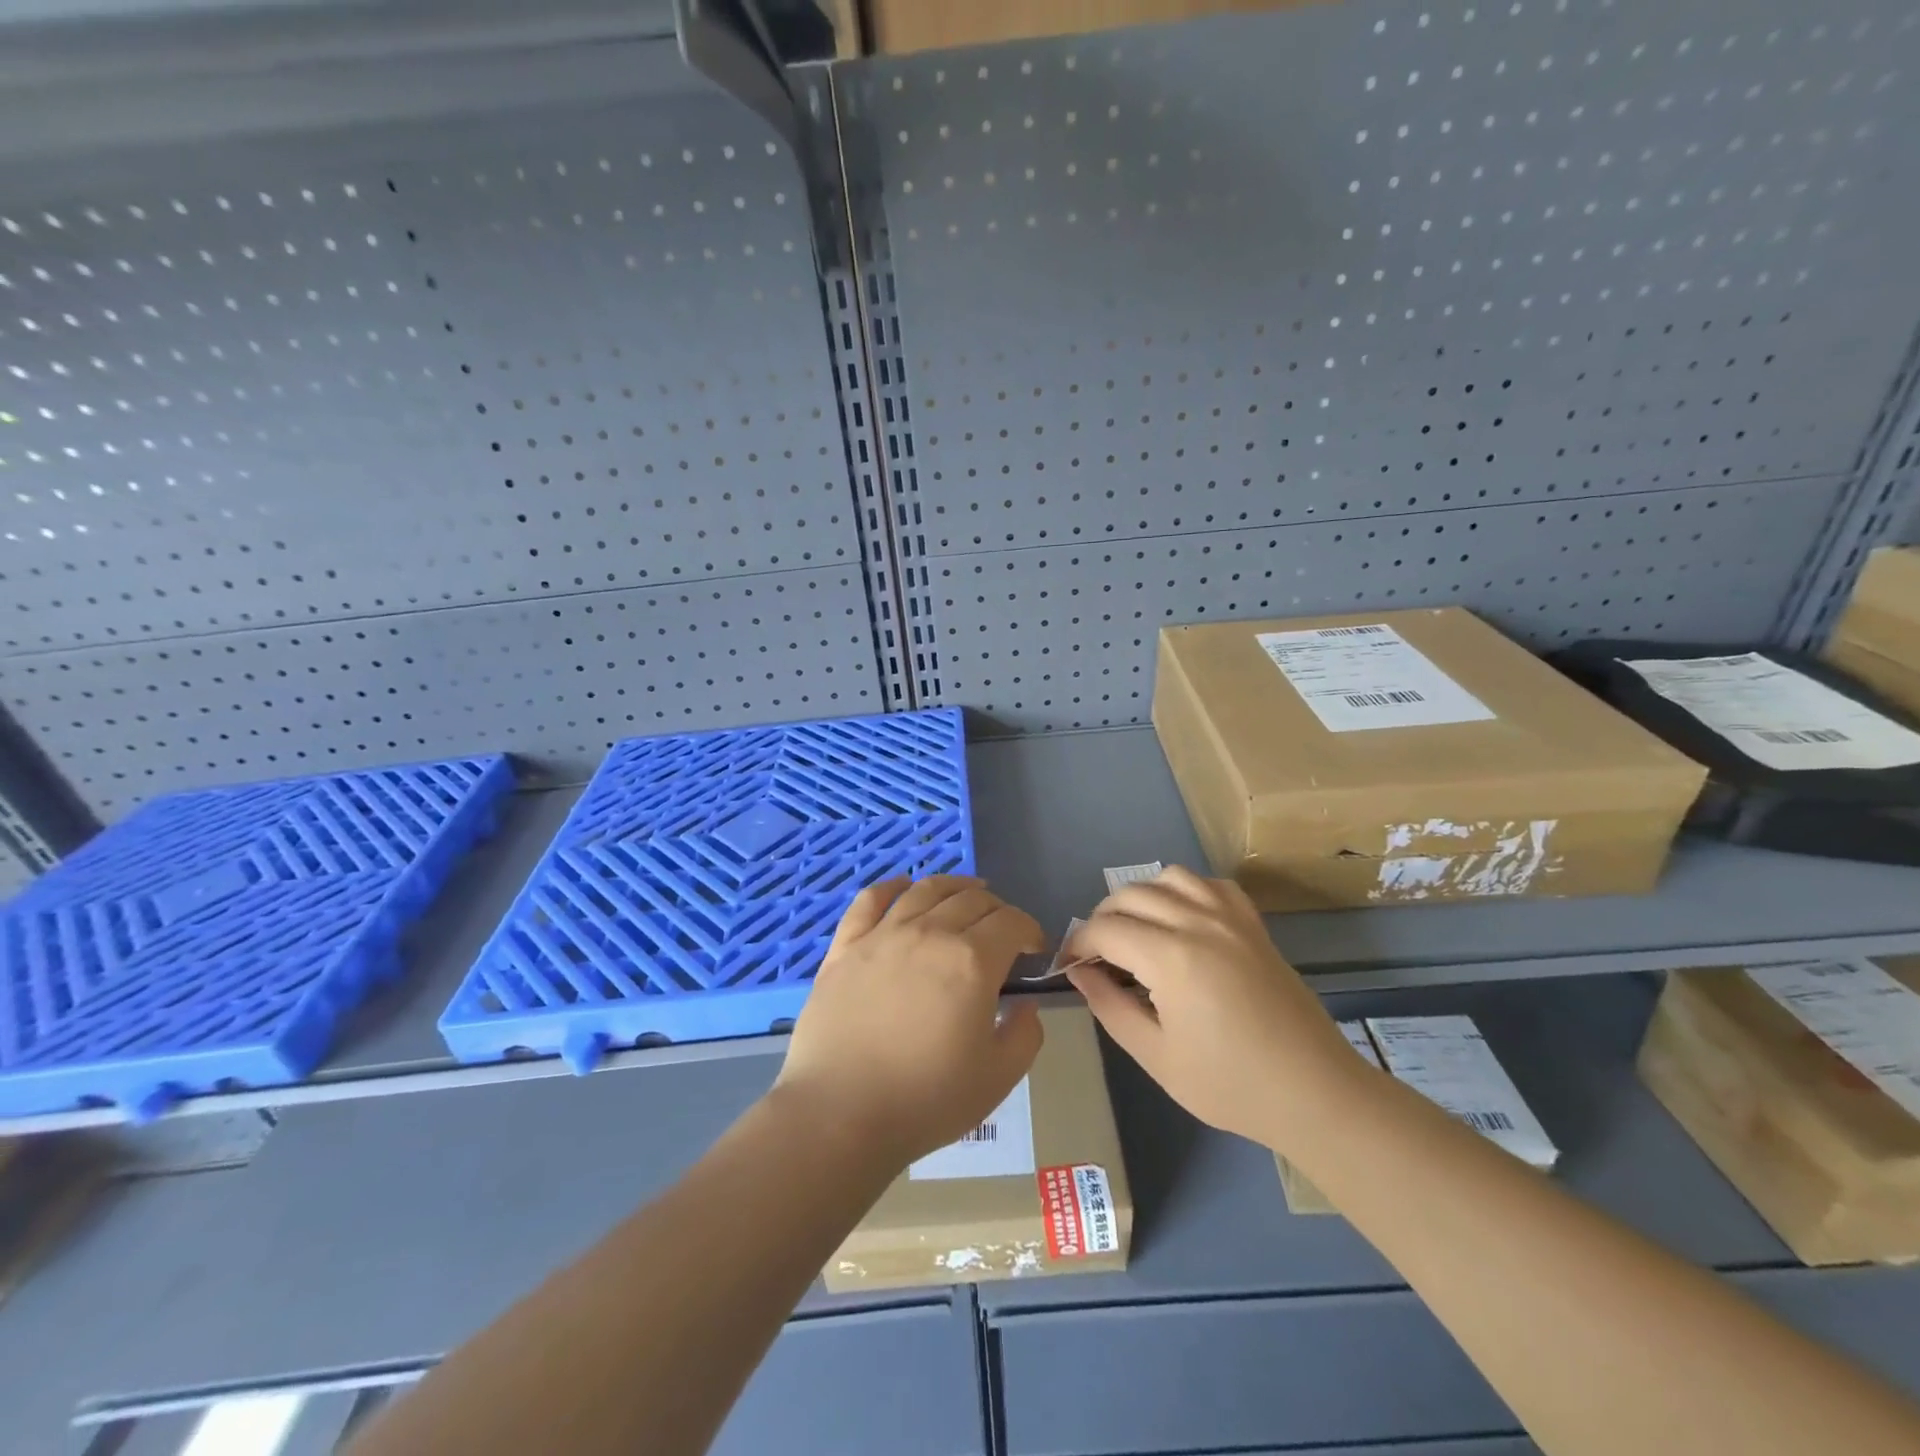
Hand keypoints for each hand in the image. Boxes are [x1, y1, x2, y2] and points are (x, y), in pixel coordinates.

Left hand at [774, 875, 1046, 1167]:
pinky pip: (871, 899)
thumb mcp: (998, 1077)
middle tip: (1003, 932)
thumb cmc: (925, 1100)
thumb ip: (1025, 1034)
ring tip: (967, 893)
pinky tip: (903, 887)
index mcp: (971, 960)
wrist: (839, 1114)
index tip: (1034, 949)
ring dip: (955, 886)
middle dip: (998, 909)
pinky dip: (892, 886)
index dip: (1030, 930)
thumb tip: (1026, 1004)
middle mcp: (930, 933)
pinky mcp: (845, 946)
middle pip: (972, 900)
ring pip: (926, 890)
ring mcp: (883, 934)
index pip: (1011, 922)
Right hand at [1064, 866, 1369, 1149]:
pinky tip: (1182, 920)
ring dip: (1141, 897)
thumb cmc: (1231, 1085)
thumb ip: (1110, 1007)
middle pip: (1130, 895)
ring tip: (1136, 932)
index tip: (1067, 966)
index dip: (1077, 943)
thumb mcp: (1156, 1056)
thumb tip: (1079, 972)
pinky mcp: (1253, 924)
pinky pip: (1210, 884)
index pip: (1105, 929)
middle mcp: (1198, 922)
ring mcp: (1230, 918)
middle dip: (1102, 919)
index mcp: (1172, 957)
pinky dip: (1185, 891)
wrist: (1314, 1093)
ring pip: (1169, 877)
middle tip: (1097, 956)